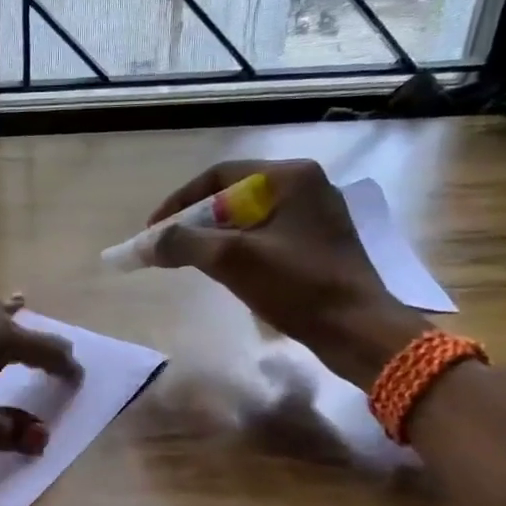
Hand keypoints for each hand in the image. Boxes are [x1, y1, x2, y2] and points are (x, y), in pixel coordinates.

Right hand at [146, 159, 429, 387]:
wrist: (357, 329)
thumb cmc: (297, 286)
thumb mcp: (233, 260)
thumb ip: (184, 244)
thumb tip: (148, 243)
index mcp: (290, 177)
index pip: (218, 176)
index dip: (179, 201)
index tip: (153, 230)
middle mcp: (305, 186)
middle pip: (232, 196)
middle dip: (195, 221)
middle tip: (168, 248)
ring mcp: (314, 215)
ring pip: (248, 218)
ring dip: (214, 237)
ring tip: (189, 261)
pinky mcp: (317, 243)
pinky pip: (265, 236)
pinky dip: (238, 249)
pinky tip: (224, 271)